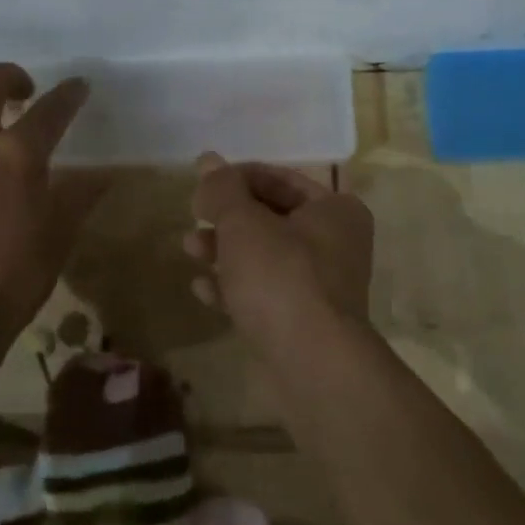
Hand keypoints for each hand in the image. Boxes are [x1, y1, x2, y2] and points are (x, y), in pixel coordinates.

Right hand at [184, 153, 374, 341]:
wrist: (313, 365)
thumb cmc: (282, 276)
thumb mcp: (244, 223)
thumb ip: (223, 189)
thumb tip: (207, 160)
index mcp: (335, 209)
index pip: (280, 178)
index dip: (237, 178)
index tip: (202, 187)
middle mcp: (335, 243)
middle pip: (271, 218)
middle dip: (228, 217)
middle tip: (193, 216)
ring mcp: (320, 286)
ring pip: (264, 257)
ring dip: (225, 251)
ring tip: (189, 249)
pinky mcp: (302, 322)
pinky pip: (263, 294)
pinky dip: (234, 287)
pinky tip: (201, 289)